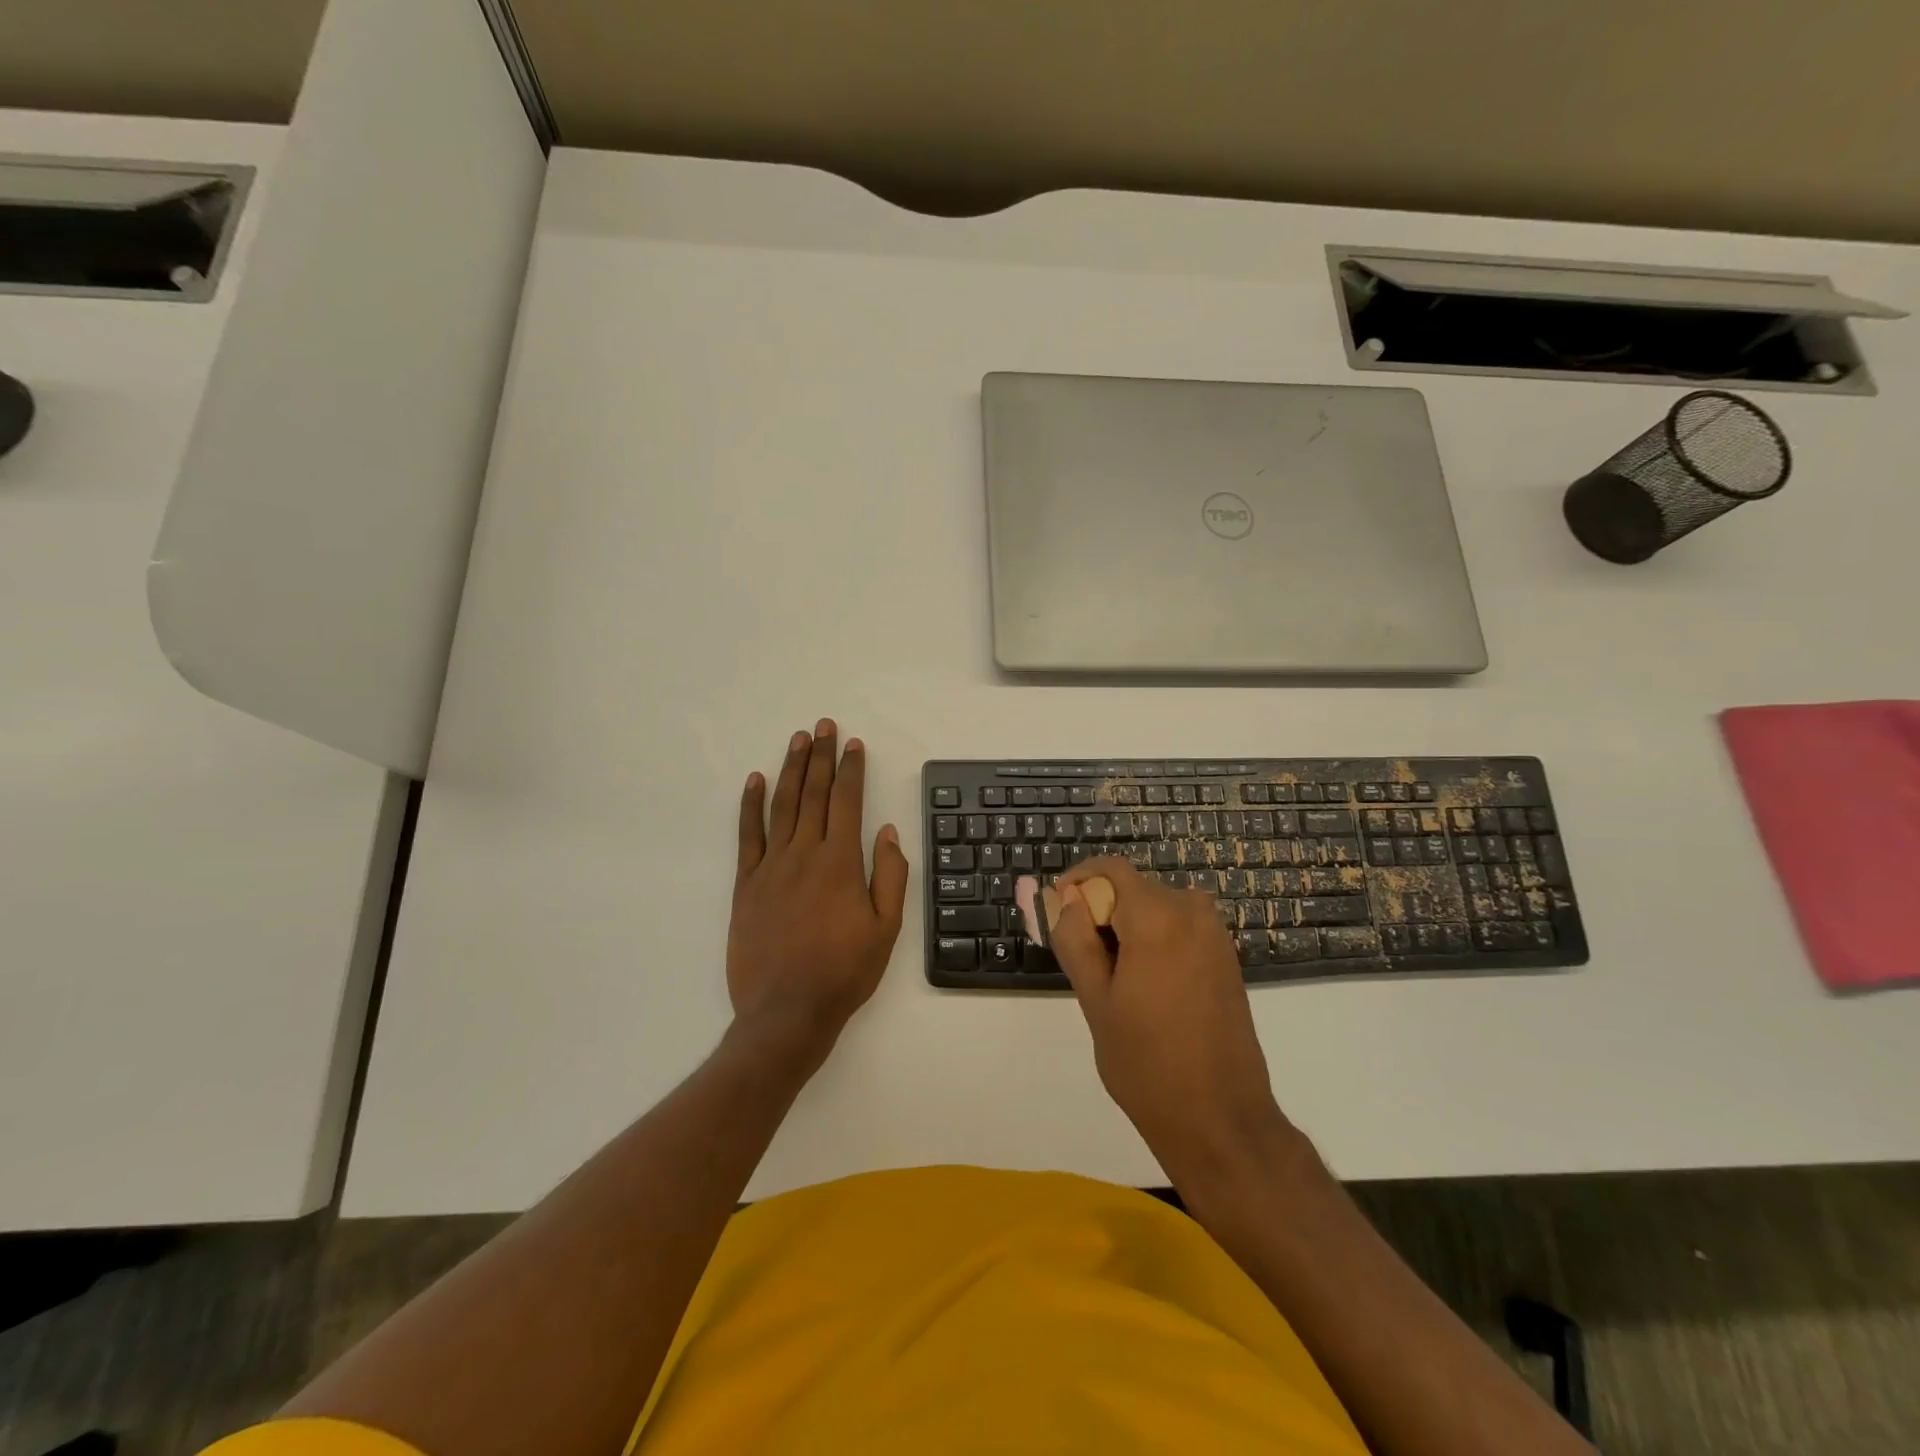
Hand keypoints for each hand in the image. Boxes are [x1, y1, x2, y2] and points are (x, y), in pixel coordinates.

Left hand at [728, 719, 909, 1060]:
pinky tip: (755, 781)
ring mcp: (770, 867)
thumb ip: (890, 876)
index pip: (847, 802)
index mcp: (841, 863)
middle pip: (813, 794)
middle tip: (824, 726)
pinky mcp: (745, 885)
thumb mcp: (886, 929)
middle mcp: (804, 854)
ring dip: (791, 769)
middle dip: (821, 757)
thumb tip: (888, 831)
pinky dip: (750, 805)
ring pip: (782, 806)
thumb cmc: (844, 972)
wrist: (786, 1012)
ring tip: (798, 740)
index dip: (851, 770)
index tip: (853, 744)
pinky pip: (747, 836)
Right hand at [1049, 858, 1288, 1187]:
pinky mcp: (1226, 957)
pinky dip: (1152, 938)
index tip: (1054, 912)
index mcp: (1158, 916)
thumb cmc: (1147, 1063)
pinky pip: (1178, 927)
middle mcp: (1192, 912)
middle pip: (1132, 888)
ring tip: (1107, 978)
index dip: (1076, 883)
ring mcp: (1215, 934)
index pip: (1109, 870)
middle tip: (1077, 957)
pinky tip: (1142, 985)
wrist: (1221, 1120)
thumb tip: (1066, 899)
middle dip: (1100, 910)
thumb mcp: (1095, 999)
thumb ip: (1074, 938)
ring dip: (1125, 926)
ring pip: (1154, 908)